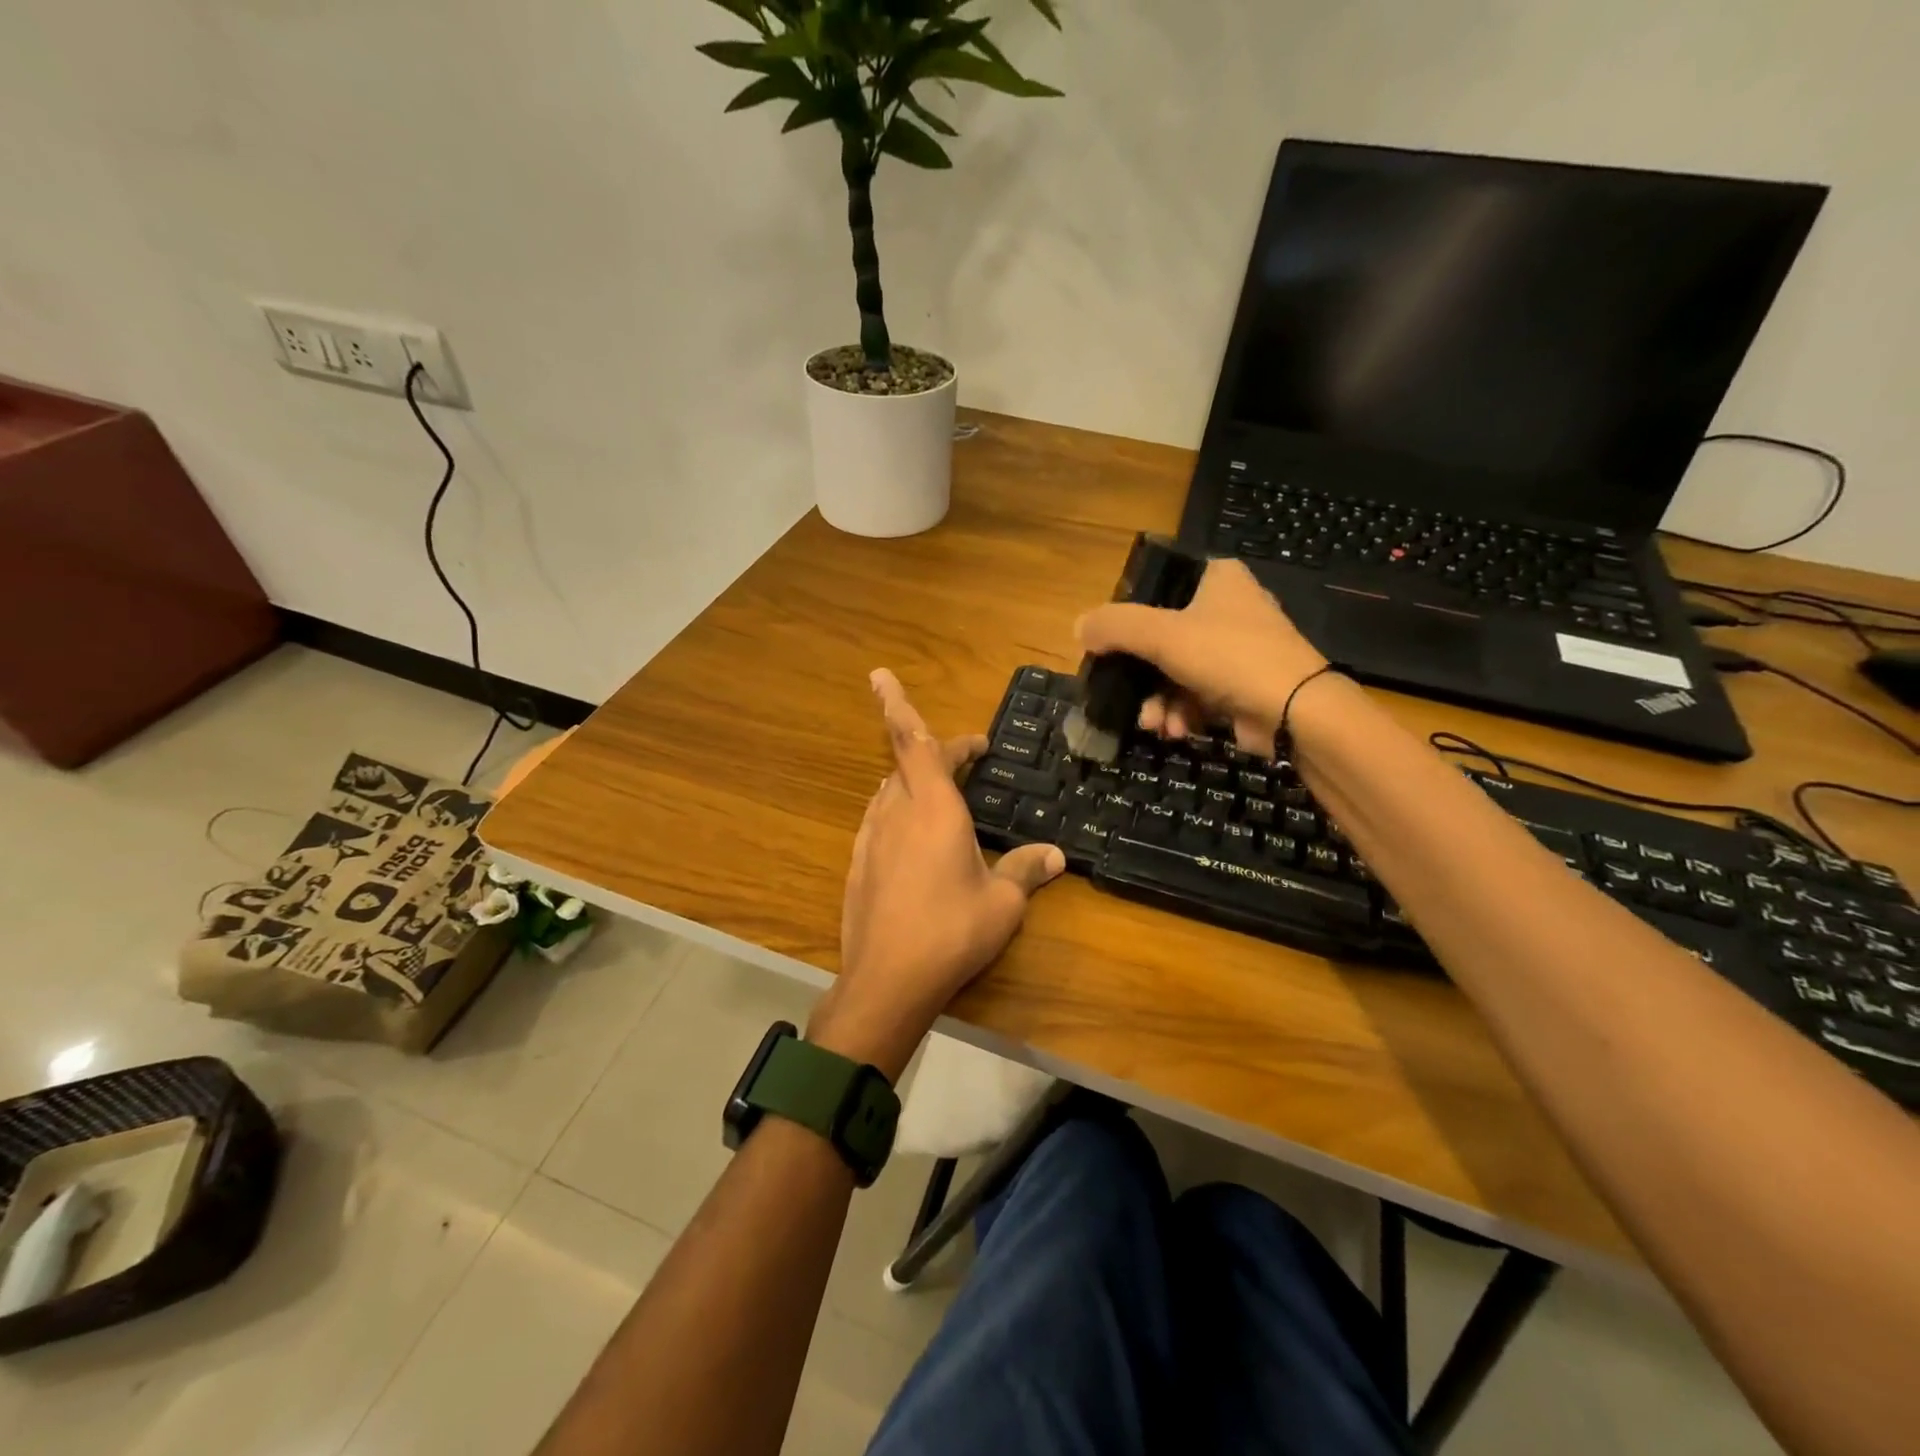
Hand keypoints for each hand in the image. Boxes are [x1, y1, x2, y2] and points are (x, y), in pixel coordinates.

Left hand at [814, 670, 1065, 1077]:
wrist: (886, 980)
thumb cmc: (951, 931)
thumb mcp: (1002, 902)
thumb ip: (1026, 870)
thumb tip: (1056, 855)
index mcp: (933, 807)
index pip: (912, 741)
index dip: (896, 704)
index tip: (880, 676)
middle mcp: (896, 812)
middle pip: (907, 762)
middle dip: (938, 750)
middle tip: (970, 754)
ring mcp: (871, 838)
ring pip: (890, 790)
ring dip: (915, 780)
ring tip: (945, 792)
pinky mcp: (858, 864)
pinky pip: (879, 820)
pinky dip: (899, 811)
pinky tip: (914, 837)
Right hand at [1075, 558, 1329, 755]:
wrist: (1295, 711)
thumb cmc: (1228, 656)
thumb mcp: (1161, 634)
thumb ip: (1114, 627)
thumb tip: (1078, 628)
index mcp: (1216, 579)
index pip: (1158, 588)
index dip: (1128, 618)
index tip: (1108, 647)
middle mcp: (1229, 608)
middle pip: (1162, 638)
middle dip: (1140, 676)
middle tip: (1122, 694)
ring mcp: (1238, 650)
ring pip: (1176, 672)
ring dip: (1158, 701)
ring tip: (1153, 723)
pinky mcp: (1243, 686)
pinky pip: (1197, 695)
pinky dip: (1182, 712)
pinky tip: (1175, 731)